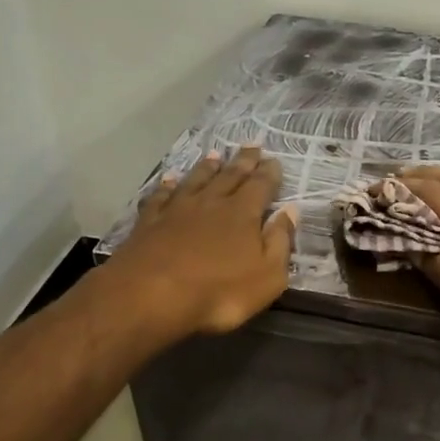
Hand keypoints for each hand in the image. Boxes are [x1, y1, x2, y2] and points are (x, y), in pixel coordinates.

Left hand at [106, 146, 297, 337]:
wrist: (150, 296)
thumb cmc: (219, 292)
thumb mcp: (267, 275)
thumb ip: (280, 241)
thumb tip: (290, 211)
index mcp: (243, 213)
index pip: (261, 185)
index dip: (270, 173)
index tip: (275, 160)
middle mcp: (211, 203)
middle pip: (230, 176)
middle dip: (243, 161)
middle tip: (252, 145)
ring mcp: (177, 210)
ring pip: (196, 180)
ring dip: (207, 167)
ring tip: (215, 155)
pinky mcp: (149, 222)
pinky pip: (160, 196)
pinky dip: (166, 186)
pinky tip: (168, 180)